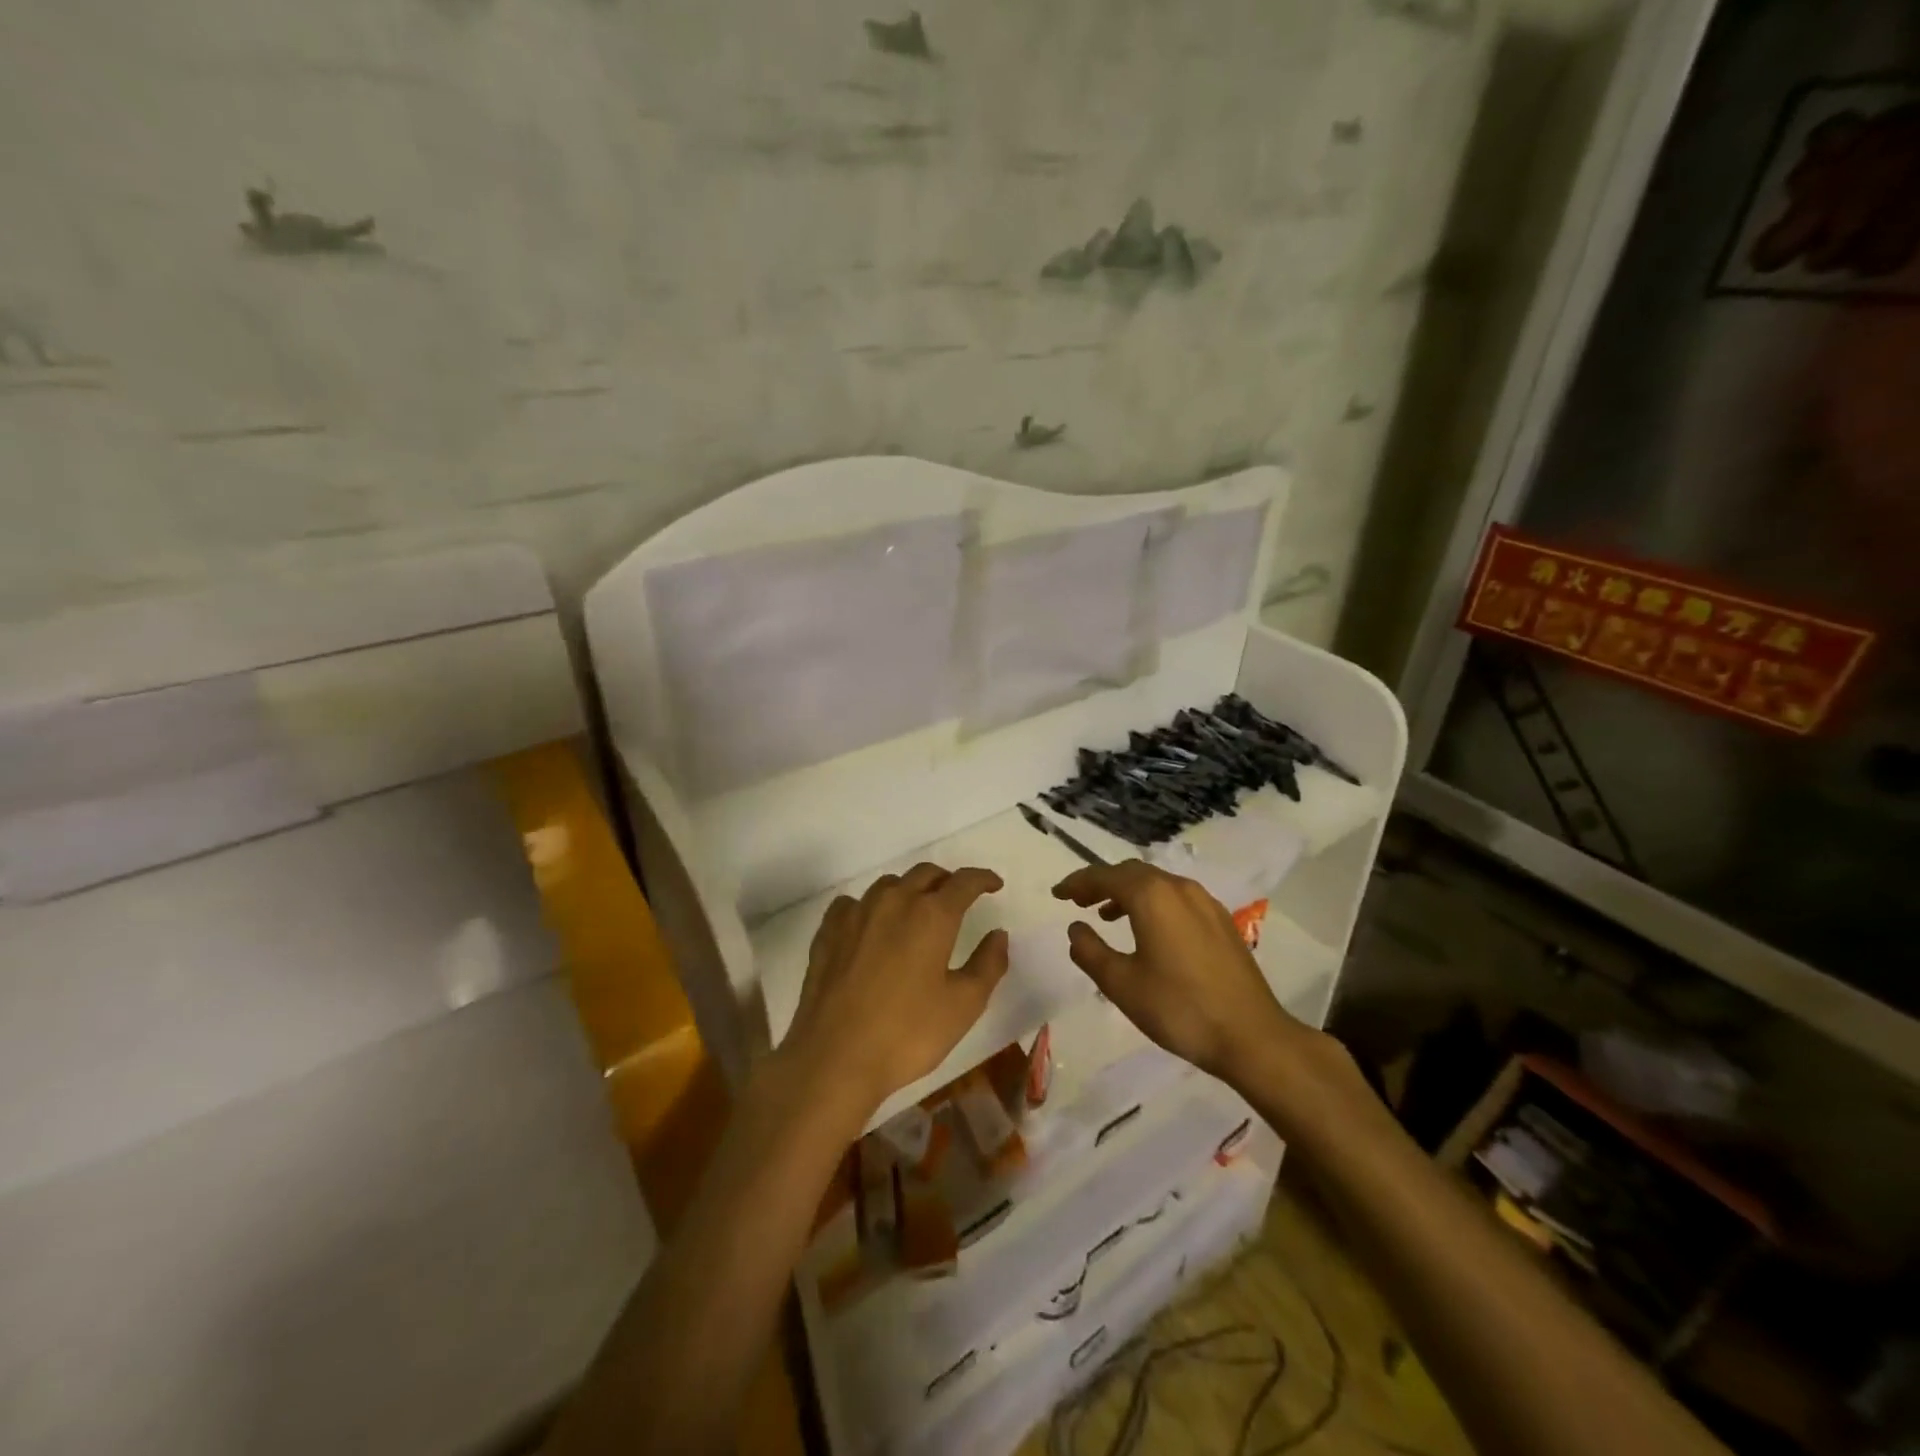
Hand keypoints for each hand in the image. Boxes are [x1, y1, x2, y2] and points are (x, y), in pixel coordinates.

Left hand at [781, 863, 1008, 1115]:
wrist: (834, 1058)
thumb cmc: (907, 1034)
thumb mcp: (964, 1005)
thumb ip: (988, 964)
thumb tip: (998, 934)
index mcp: (932, 915)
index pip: (964, 882)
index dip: (983, 879)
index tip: (994, 884)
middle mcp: (894, 901)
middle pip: (926, 874)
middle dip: (947, 881)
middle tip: (958, 899)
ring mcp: (857, 913)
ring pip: (890, 884)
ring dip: (910, 890)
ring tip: (917, 912)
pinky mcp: (828, 931)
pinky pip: (854, 903)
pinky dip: (871, 906)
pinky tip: (872, 926)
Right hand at [1053, 860, 1299, 1084]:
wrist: (1251, 1035)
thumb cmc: (1179, 1008)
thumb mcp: (1122, 984)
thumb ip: (1091, 951)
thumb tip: (1076, 928)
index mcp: (1151, 896)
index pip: (1104, 876)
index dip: (1077, 883)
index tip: (1057, 894)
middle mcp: (1178, 888)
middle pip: (1131, 873)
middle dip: (1101, 883)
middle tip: (1077, 901)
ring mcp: (1204, 902)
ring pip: (1156, 883)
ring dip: (1127, 893)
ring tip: (1106, 915)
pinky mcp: (1220, 921)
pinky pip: (1176, 898)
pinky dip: (1152, 903)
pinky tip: (1148, 930)